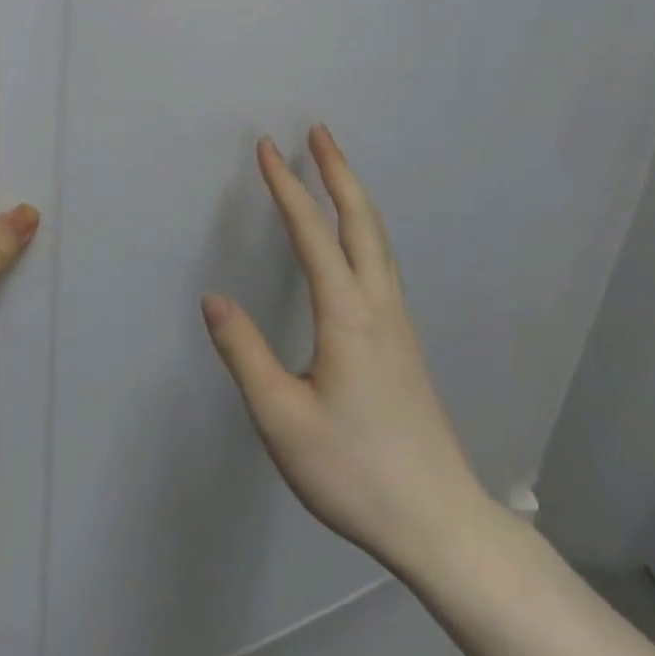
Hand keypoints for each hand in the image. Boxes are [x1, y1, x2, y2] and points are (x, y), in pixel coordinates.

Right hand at [202, 125, 492, 576]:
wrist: (440, 524)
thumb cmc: (355, 472)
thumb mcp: (282, 420)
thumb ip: (245, 354)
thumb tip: (214, 298)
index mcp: (347, 315)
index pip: (311, 233)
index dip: (287, 187)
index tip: (266, 147)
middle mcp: (378, 306)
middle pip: (361, 221)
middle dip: (337, 170)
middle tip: (318, 130)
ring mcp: (398, 323)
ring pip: (377, 240)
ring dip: (353, 195)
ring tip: (333, 167)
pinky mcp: (403, 342)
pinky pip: (381, 262)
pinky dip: (362, 227)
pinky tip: (353, 239)